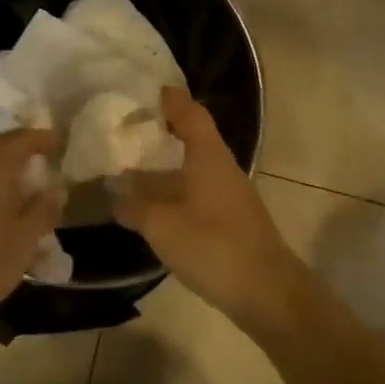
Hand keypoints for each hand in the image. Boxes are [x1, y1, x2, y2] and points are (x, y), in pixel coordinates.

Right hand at [114, 88, 306, 330]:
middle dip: (164, 132)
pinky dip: (177, 189)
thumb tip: (116, 198)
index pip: (191, 114)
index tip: (150, 92)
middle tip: (130, 131)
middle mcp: (222, 168)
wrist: (267, 291)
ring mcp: (231, 195)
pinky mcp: (232, 219)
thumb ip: (136, 208)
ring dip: (168, 165)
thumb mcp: (162, 226)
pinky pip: (199, 191)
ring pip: (196, 167)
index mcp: (208, 156)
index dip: (172, 100)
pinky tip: (156, 205)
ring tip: (134, 168)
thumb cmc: (213, 245)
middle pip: (194, 138)